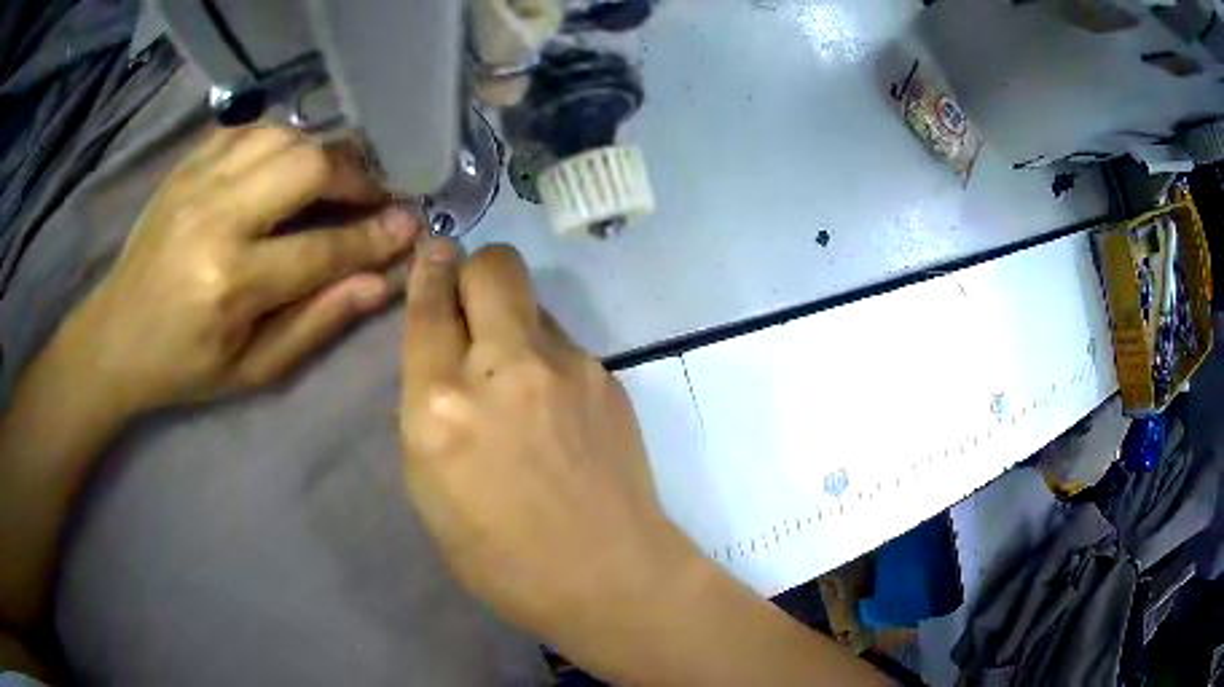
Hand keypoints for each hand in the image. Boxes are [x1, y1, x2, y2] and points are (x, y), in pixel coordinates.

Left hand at [63, 126, 418, 411]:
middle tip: (375, 194)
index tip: (410, 225)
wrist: (116, 335)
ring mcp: (198, 181)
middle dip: (356, 175)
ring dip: (321, 152)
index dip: (374, 236)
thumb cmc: (184, 365)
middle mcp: (216, 218)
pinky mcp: (187, 164)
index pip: (322, 248)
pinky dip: (281, 139)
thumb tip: (378, 283)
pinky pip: (249, 129)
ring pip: (284, 135)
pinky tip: (286, 163)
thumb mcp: (252, 371)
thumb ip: (315, 324)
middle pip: (308, 166)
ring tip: (335, 178)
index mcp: (231, 283)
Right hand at [398, 242, 891, 685]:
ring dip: (512, 319)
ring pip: (532, 301)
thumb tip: (439, 366)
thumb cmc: (501, 556)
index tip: (433, 252)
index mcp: (442, 406)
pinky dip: (546, 355)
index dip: (428, 272)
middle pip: (493, 267)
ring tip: (516, 374)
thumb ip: (426, 414)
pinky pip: (563, 341)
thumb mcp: (430, 490)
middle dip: (474, 269)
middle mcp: (504, 368)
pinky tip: (554, 405)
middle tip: (470, 300)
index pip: (428, 309)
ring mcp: (566, 366)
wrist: (608, 574)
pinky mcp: (607, 376)